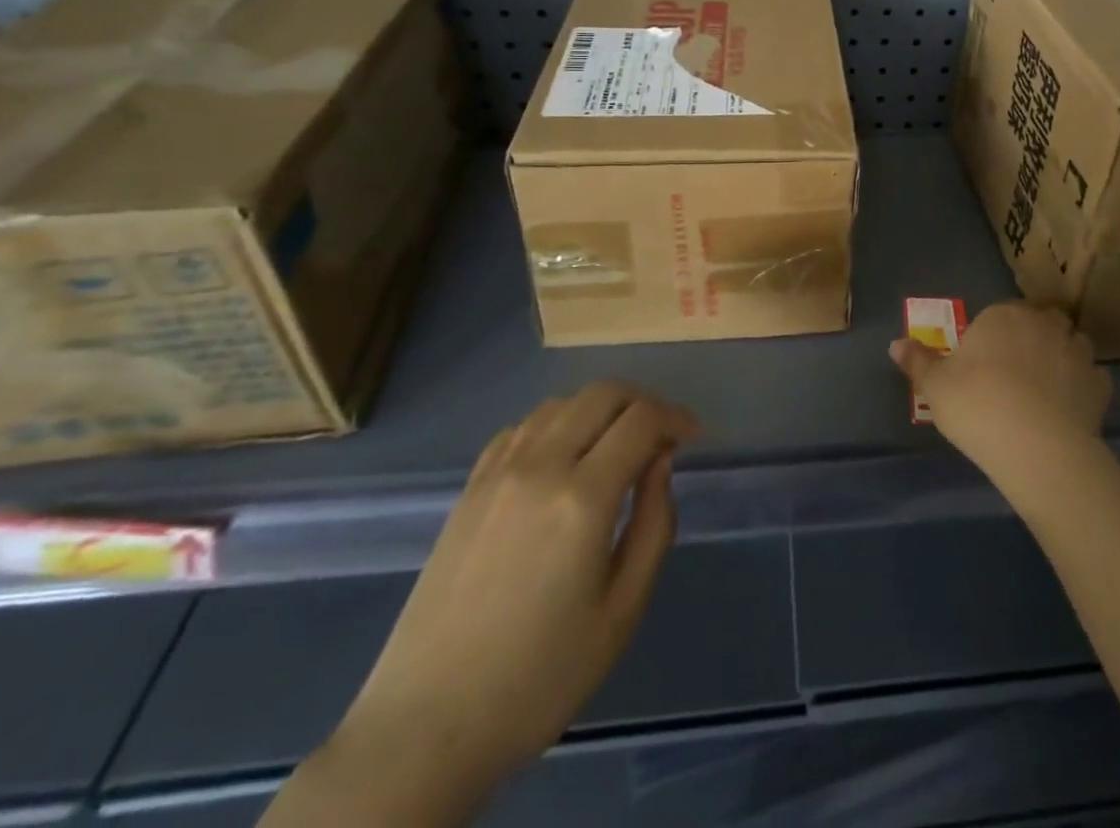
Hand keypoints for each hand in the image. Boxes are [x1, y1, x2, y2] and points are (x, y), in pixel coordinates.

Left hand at [332, 384, 698, 793]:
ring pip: (562, 403)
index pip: (641, 420)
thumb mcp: (622, 612)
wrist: (427, 725)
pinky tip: (563, 458)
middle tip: (660, 436)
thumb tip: (661, 462)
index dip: (676, 416)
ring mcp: (498, 472)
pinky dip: (556, 424)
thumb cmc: (539, 676)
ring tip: (615, 445)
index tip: (692, 437)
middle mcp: (540, 466)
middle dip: (642, 402)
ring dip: (600, 409)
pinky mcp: (470, 487)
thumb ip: (655, 525)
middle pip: (603, 394)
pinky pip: (522, 427)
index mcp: (582, 498)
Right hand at [890, 300, 1111, 488]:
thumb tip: (896, 344)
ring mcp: (1077, 351)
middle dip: (1032, 338)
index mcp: (1003, 316)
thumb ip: (918, 362)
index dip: (993, 335)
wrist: (1036, 446)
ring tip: (1046, 388)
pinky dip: (1082, 387)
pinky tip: (1069, 408)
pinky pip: (1092, 378)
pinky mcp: (1100, 384)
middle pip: (1040, 321)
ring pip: (1071, 344)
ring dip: (1062, 357)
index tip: (984, 361)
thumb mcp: (935, 386)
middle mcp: (1043, 323)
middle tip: (1015, 371)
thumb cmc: (977, 405)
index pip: (1000, 313)